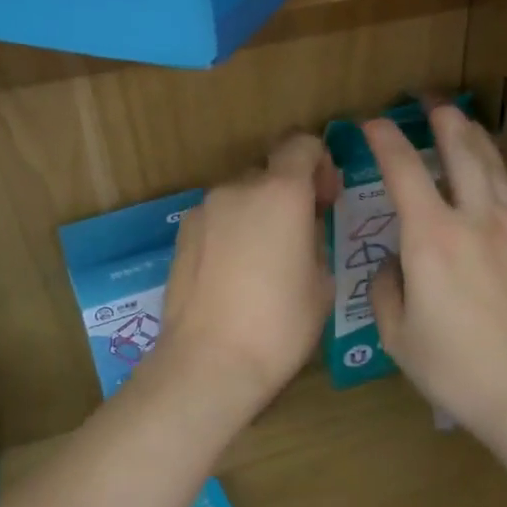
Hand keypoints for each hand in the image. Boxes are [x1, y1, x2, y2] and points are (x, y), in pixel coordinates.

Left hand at [152, 133, 338, 407]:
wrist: (208, 362)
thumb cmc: (279, 324)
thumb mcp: (321, 281)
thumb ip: (315, 237)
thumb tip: (303, 228)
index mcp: (280, 191)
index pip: (302, 144)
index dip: (320, 164)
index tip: (325, 200)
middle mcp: (237, 188)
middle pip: (269, 171)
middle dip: (288, 192)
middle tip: (299, 234)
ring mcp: (203, 210)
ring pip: (240, 196)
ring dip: (257, 212)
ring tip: (264, 261)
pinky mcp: (181, 235)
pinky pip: (217, 219)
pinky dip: (232, 231)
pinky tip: (234, 274)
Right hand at [365, 101, 506, 446]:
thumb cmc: (458, 369)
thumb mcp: (398, 337)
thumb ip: (388, 290)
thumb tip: (396, 266)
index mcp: (431, 237)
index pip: (403, 170)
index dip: (385, 140)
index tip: (373, 123)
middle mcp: (477, 220)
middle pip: (463, 152)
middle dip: (445, 121)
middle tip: (434, 102)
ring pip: (497, 170)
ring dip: (478, 141)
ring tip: (468, 125)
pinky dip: (500, 186)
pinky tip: (496, 195)